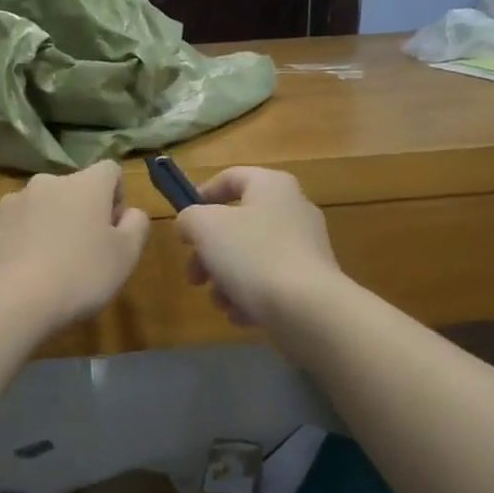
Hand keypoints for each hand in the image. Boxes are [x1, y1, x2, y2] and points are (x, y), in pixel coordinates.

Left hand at [0, 160, 149, 328]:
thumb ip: (136, 225)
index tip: (112, 230)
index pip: (109, 171)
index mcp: (84, 185)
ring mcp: (7, 204)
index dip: (115, 197)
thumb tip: (130, 212)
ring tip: (45, 268)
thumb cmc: (80, 276)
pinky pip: (5, 230)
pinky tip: (16, 274)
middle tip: (80, 254)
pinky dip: (13, 245)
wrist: (11, 301)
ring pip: (35, 209)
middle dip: (76, 214)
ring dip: (43, 227)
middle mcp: (44, 184)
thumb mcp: (126, 256)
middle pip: (69, 191)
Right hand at [176, 167, 340, 326]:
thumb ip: (189, 218)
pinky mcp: (310, 280)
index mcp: (272, 186)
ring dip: (226, 279)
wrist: (307, 308)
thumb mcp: (204, 227)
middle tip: (194, 276)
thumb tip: (190, 223)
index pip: (231, 178)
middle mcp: (293, 209)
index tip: (183, 224)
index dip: (201, 196)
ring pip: (251, 258)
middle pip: (237, 225)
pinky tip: (241, 315)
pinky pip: (270, 282)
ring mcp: (305, 247)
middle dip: (208, 253)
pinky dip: (251, 296)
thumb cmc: (252, 255)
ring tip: (219, 302)